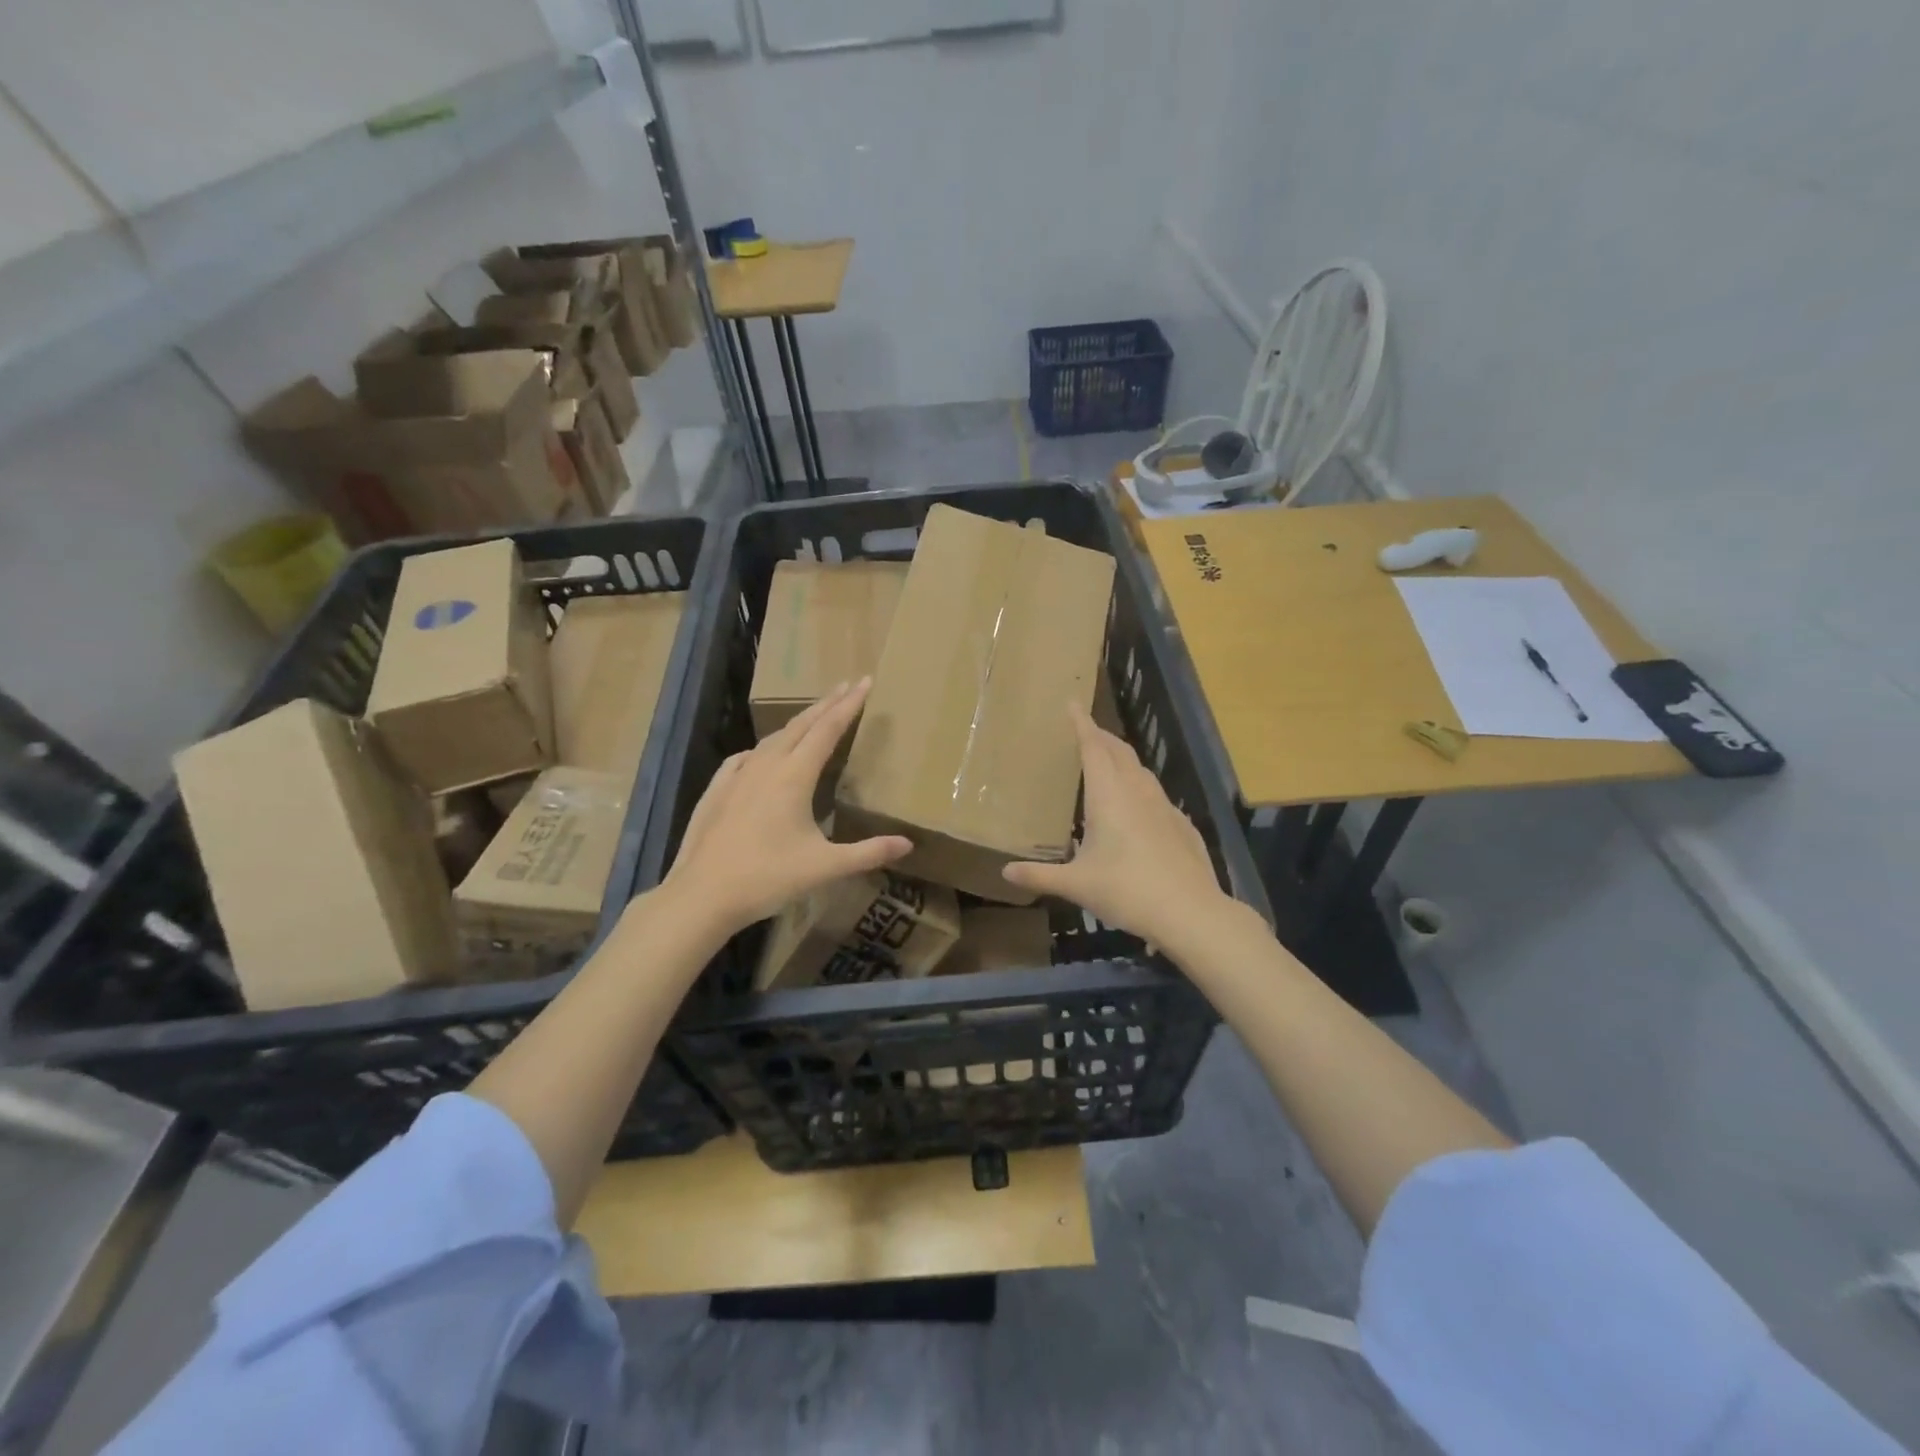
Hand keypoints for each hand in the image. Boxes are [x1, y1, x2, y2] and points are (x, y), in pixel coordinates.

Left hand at [661, 678, 910, 936]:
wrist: (702, 895)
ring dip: (796, 724)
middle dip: (826, 704)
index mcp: (794, 776)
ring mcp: (737, 777)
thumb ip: (868, 853)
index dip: (849, 705)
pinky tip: (758, 755)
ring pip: (772, 739)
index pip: (827, 730)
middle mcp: (766, 766)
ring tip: (812, 716)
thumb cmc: (768, 878)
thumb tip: (907, 845)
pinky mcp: (716, 791)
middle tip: (847, 685)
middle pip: (800, 725)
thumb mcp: (825, 867)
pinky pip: (744, 758)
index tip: (865, 682)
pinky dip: (762, 748)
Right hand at [1003, 702, 1232, 952]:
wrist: (1190, 912)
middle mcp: (1137, 791)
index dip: (1081, 724)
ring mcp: (1164, 806)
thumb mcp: (1077, 885)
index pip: (1093, 747)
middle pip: (1118, 751)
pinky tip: (1139, 806)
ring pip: (1141, 771)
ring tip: (1109, 762)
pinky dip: (1141, 787)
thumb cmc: (1127, 891)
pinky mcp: (1182, 824)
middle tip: (1085, 730)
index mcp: (1109, 795)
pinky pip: (1156, 794)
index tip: (1072, 704)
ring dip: (1122, 759)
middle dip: (1101, 737)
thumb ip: (1040, 876)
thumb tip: (1005, 872)